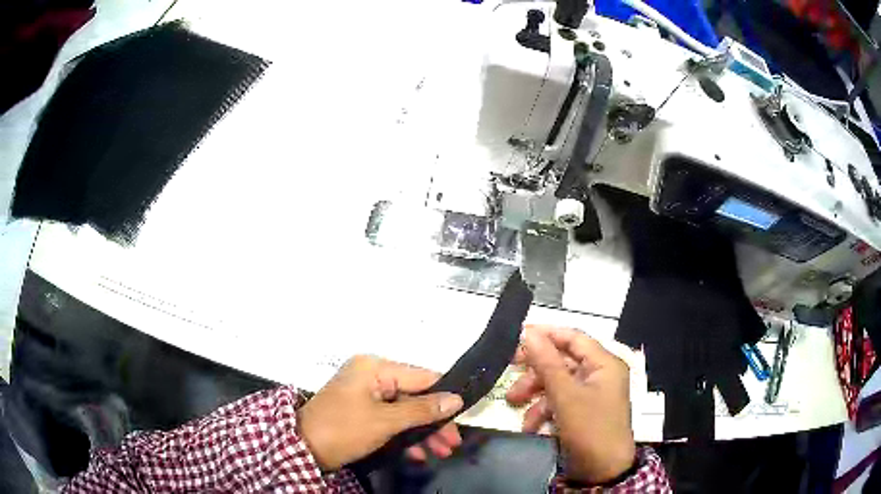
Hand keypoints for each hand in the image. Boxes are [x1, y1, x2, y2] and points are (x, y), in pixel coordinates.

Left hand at [297, 355, 463, 470]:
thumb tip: (456, 399)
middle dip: (434, 421)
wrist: (302, 449)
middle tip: (453, 444)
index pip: (422, 376)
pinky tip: (418, 454)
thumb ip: (422, 410)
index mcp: (375, 367)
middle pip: (414, 396)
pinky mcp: (361, 412)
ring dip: (422, 432)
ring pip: (404, 410)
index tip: (464, 416)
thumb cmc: (344, 429)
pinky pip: (390, 419)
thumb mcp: (385, 421)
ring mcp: (365, 394)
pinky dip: (404, 435)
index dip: (445, 396)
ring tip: (442, 453)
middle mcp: (371, 375)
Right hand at [506, 325, 635, 483]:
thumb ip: (547, 363)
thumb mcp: (565, 395)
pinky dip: (544, 410)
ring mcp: (591, 394)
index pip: (573, 337)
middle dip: (535, 369)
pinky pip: (560, 401)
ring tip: (513, 402)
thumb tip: (529, 333)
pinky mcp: (582, 411)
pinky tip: (530, 425)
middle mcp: (599, 374)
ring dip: (535, 392)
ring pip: (557, 383)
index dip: (546, 333)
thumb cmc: (589, 427)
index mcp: (604, 363)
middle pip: (563, 361)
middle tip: (509, 366)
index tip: (518, 334)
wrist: (602, 470)